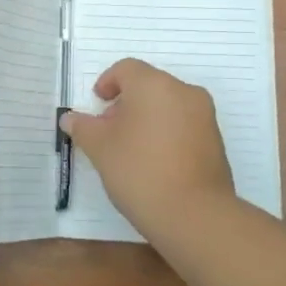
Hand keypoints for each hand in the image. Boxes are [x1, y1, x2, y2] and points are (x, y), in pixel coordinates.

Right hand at [58, 58, 237, 243]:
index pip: (126, 69)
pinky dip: (166, 132)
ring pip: (168, 105)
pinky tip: (154, 161)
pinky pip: (184, 125)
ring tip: (130, 149)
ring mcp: (204, 116)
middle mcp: (184, 91)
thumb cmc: (139, 170)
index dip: (107, 82)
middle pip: (148, 85)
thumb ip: (83, 127)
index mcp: (154, 84)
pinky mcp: (216, 141)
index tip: (97, 104)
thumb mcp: (100, 148)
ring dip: (147, 118)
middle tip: (109, 129)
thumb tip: (70, 118)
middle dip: (126, 102)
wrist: (195, 215)